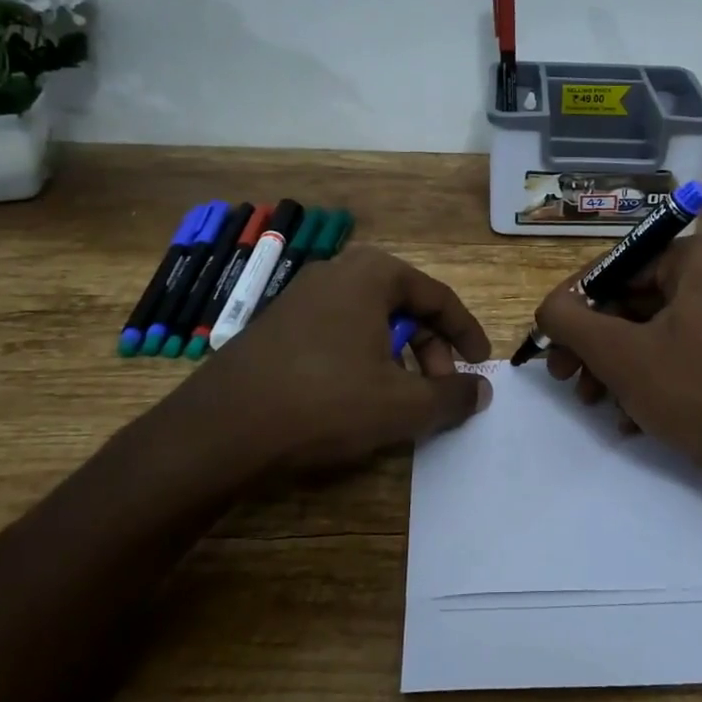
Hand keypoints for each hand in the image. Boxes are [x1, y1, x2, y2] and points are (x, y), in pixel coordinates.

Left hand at [137, 245, 491, 490]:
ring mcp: (300, 296)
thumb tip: (482, 391)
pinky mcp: (276, 324)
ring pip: (370, 321)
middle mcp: (337, 272)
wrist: (220, 429)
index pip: (437, 296)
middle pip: (403, 306)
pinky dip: (362, 358)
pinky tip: (357, 397)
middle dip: (430, 348)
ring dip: (397, 356)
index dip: (465, 333)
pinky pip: (338, 332)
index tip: (480, 364)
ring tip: (401, 398)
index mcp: (372, 274)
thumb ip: (451, 396)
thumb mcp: (401, 405)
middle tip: (439, 389)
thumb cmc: (324, 402)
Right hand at [533, 234, 701, 544]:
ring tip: (590, 401)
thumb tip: (547, 308)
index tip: (548, 339)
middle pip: (628, 302)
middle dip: (592, 344)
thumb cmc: (699, 392)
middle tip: (562, 375)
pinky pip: (670, 359)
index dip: (574, 303)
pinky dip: (643, 384)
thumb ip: (571, 322)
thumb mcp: (622, 354)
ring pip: (645, 335)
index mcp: (694, 261)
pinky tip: (626, 421)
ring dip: (611, 368)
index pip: (614, 267)